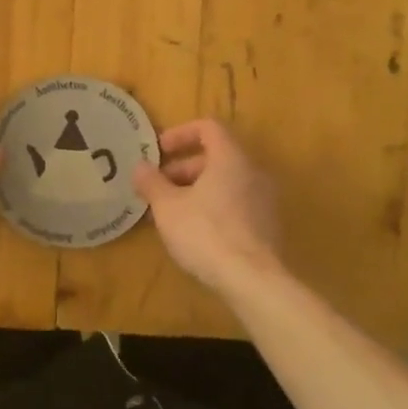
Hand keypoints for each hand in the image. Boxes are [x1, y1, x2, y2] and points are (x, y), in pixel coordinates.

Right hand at [132, 119, 283, 290]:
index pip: (208, 127)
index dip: (180, 133)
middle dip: (183, 168)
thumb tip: (140, 166)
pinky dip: (213, 207)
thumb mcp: (167, 207)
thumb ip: (151, 182)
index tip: (159, 152)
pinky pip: (235, 204)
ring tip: (170, 213)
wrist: (253, 281)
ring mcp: (264, 200)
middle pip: (216, 156)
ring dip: (195, 190)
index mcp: (230, 158)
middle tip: (158, 188)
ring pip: (225, 182)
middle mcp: (253, 172)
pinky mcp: (267, 226)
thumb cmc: (206, 233)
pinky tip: (193, 232)